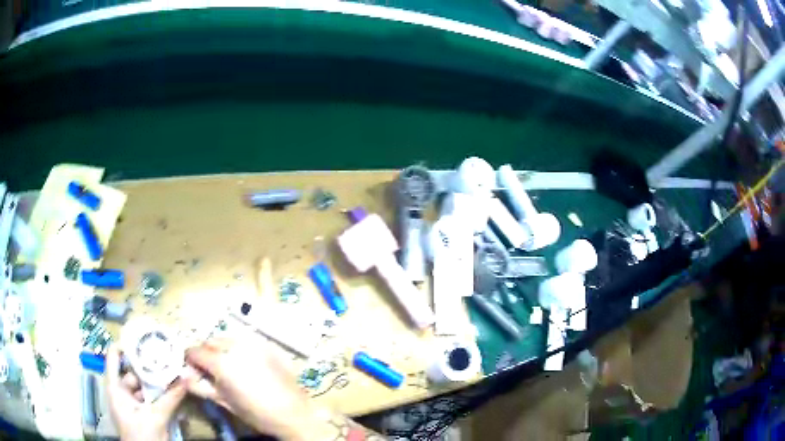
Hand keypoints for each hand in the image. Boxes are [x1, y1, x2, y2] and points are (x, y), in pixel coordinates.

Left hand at [106, 345, 186, 440]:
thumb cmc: (143, 436)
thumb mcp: (157, 417)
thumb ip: (171, 398)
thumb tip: (186, 379)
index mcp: (115, 388)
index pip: (114, 357)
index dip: (125, 345)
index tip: (142, 338)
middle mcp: (119, 391)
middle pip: (130, 370)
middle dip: (145, 364)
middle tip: (162, 355)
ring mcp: (128, 401)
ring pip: (140, 384)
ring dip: (153, 380)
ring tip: (168, 370)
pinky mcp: (138, 410)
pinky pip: (146, 396)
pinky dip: (155, 392)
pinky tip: (167, 388)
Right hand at [184, 338, 320, 439]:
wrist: (294, 414)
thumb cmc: (256, 413)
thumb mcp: (224, 402)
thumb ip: (200, 387)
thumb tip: (183, 375)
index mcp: (221, 362)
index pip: (194, 351)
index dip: (190, 360)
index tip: (193, 369)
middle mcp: (235, 346)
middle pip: (210, 341)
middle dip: (206, 352)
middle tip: (211, 369)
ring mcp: (254, 343)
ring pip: (227, 338)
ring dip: (222, 348)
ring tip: (230, 366)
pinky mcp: (268, 345)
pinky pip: (246, 341)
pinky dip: (240, 349)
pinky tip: (247, 364)